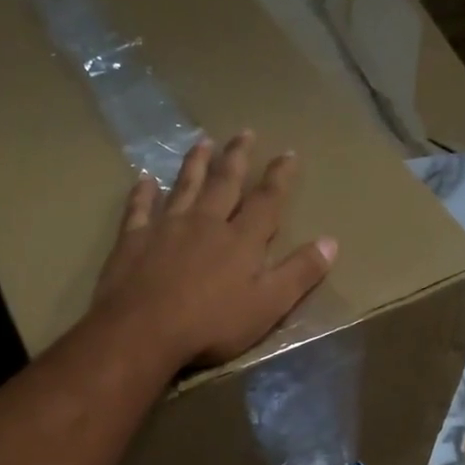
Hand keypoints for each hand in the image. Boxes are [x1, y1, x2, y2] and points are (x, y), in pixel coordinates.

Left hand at [91, 132, 336, 369]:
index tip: (288, 153)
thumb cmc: (211, 325)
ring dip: (195, 164)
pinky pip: (139, 208)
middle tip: (244, 132)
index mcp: (241, 240)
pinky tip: (144, 179)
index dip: (279, 177)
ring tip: (203, 142)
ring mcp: (166, 227)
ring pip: (184, 186)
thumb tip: (331, 242)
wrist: (144, 331)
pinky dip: (142, 193)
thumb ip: (299, 273)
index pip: (266, 201)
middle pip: (224, 183)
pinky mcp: (133, 239)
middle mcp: (205, 222)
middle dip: (237, 158)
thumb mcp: (268, 306)